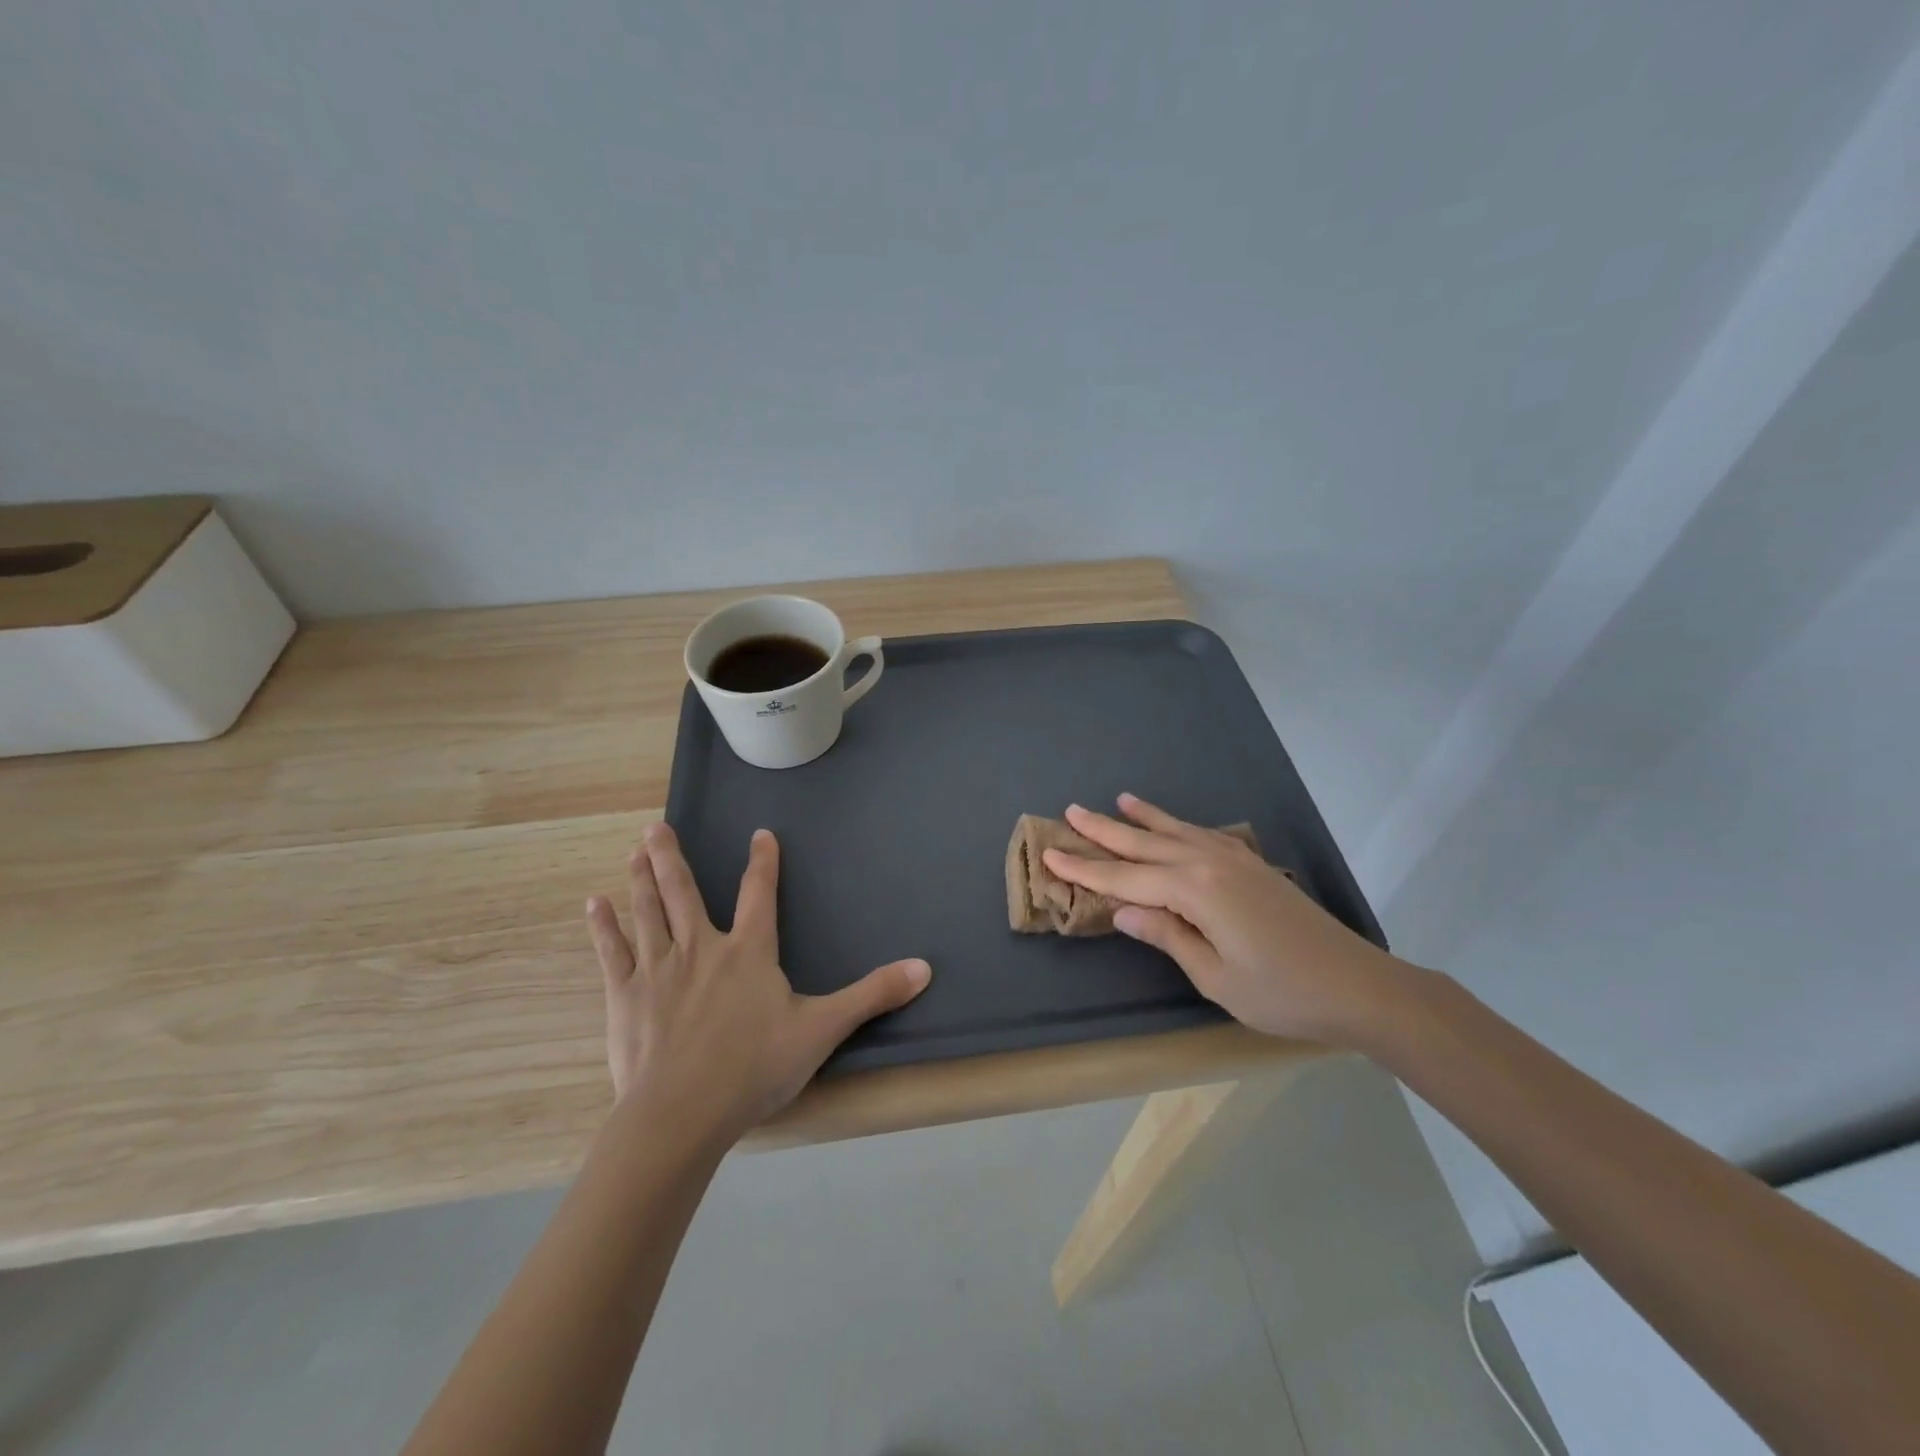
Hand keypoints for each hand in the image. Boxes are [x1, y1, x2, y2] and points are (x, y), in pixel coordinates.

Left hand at [585, 823, 930, 1144]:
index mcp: (748, 952)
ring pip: (648, 912)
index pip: (759, 894)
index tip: (760, 835)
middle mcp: (701, 948)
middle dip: (673, 857)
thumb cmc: (754, 1069)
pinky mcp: (625, 997)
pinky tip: (594, 904)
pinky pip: (612, 953)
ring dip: (641, 878)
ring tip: (634, 850)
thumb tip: (925, 968)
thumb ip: (872, 996)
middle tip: (657, 826)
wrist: (681, 1115)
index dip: (763, 862)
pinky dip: (603, 927)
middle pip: (684, 892)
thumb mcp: (822, 1030)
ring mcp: (658, 970)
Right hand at [1042, 795, 1409, 1044]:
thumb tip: (1122, 909)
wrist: (1357, 985)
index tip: (1050, 854)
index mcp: (1195, 891)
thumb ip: (1167, 935)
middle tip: (1070, 811)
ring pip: (1175, 832)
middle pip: (1145, 844)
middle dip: (1104, 831)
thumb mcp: (1214, 975)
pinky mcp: (1251, 866)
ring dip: (1142, 818)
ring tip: (1117, 800)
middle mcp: (1210, 863)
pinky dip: (1179, 826)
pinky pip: (1203, 835)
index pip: (1125, 877)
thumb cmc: (1281, 992)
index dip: (1085, 869)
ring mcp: (1234, 860)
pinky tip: (1173, 825)